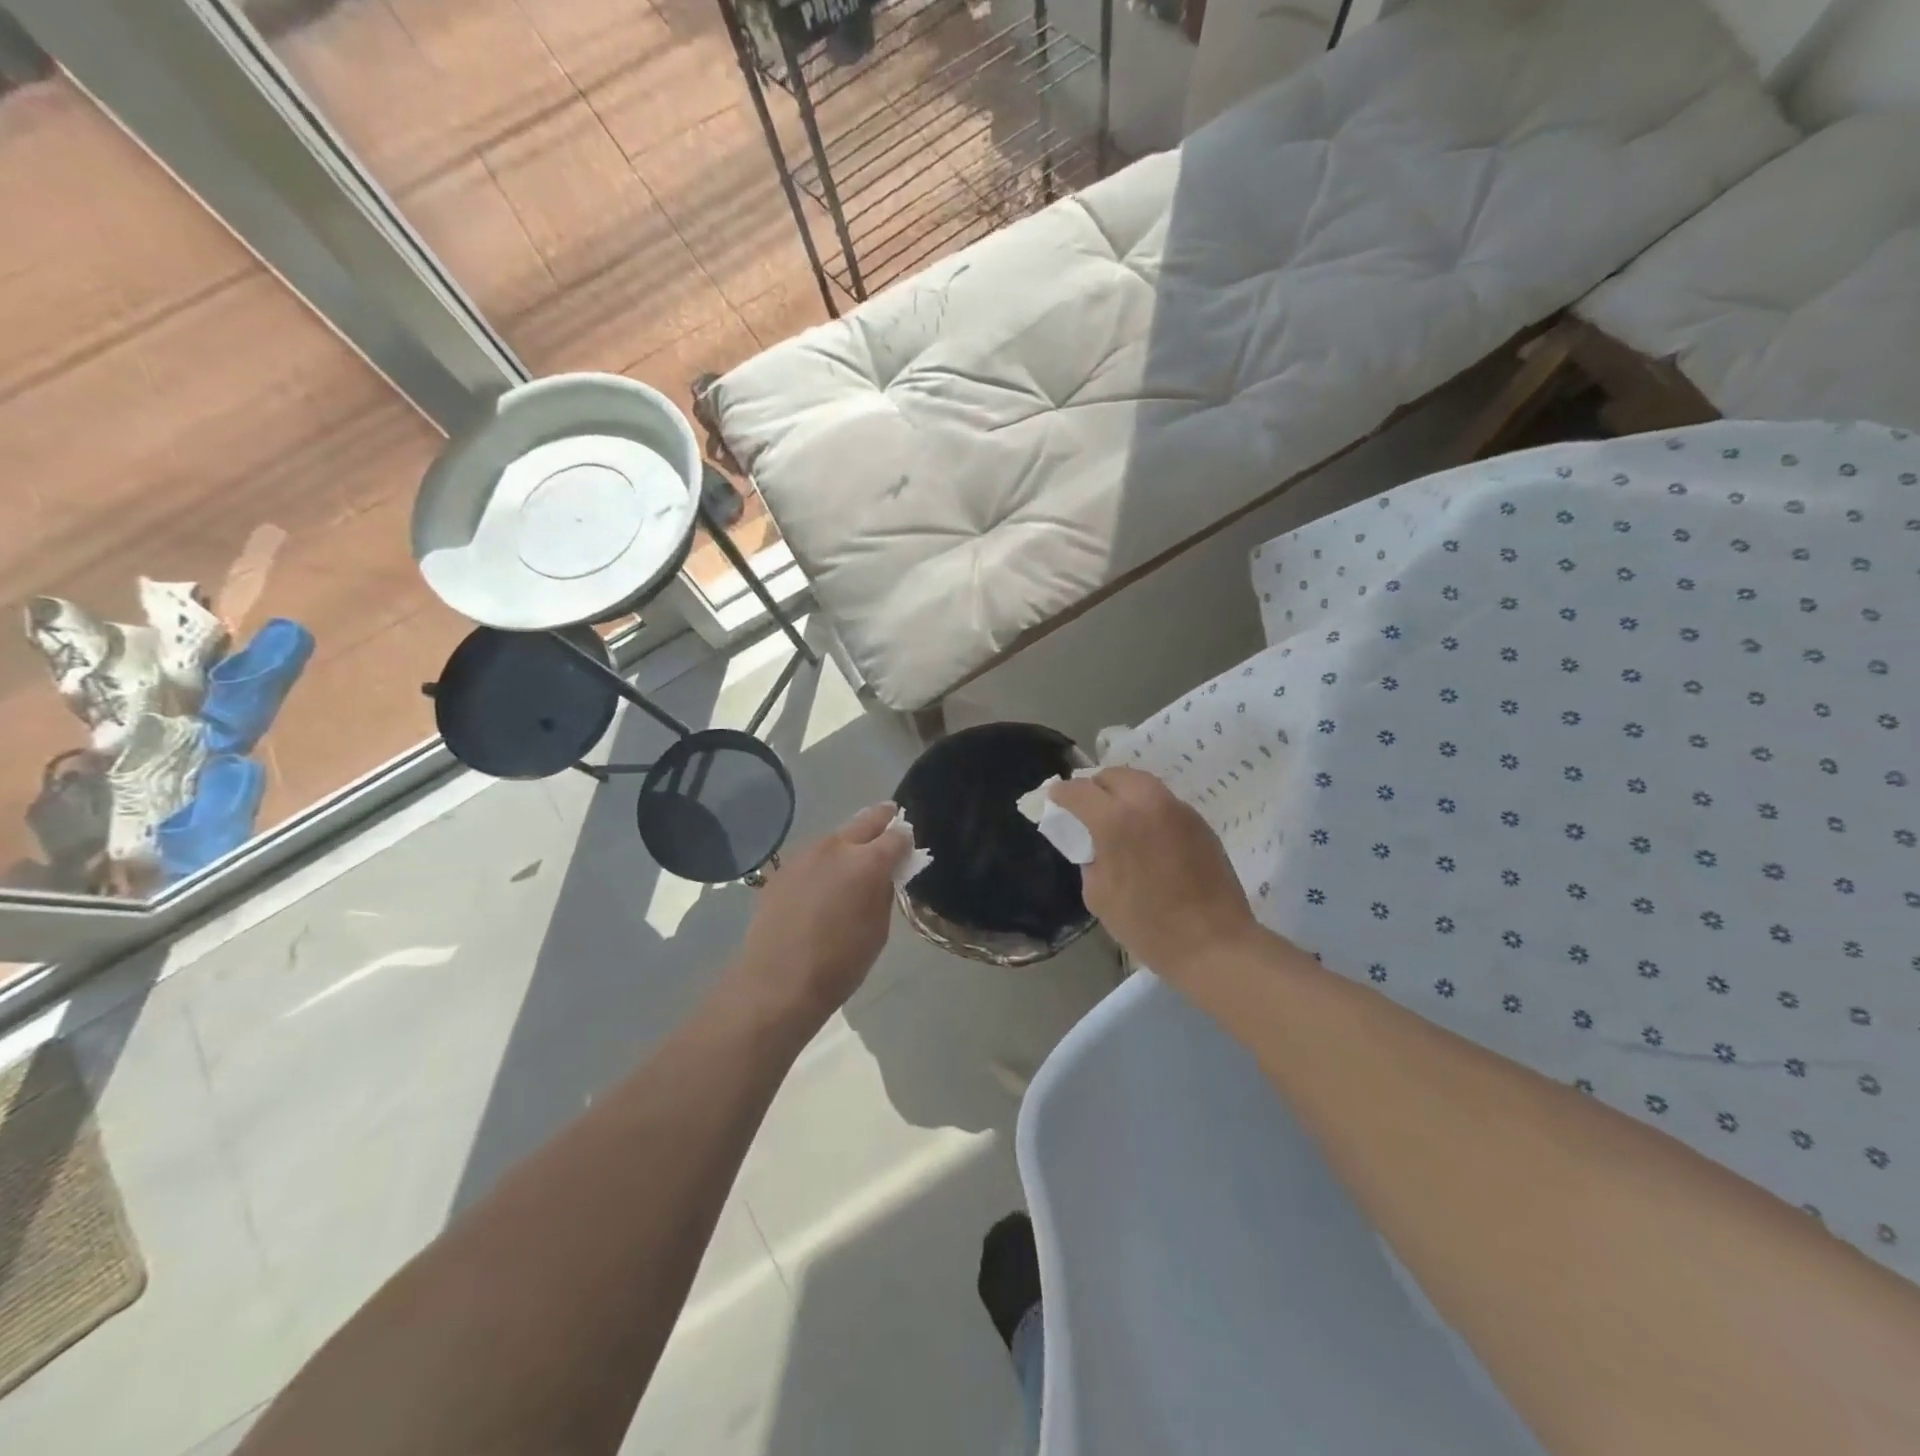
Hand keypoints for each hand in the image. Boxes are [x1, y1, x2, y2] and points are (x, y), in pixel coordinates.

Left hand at [732, 803, 908, 1026]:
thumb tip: (885, 873)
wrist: (777, 983)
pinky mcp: (782, 869)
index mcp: (867, 862)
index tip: (908, 847)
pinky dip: (824, 863)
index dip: (906, 840)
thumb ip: (884, 892)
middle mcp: (836, 847)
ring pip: (836, 837)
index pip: (897, 835)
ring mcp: (805, 855)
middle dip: (881, 821)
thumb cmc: (839, 963)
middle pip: (866, 821)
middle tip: (890, 828)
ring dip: (849, 844)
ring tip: (852, 865)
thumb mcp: (878, 930)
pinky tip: (822, 885)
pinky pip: (812, 857)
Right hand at [1051, 768, 1258, 984]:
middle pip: (1113, 775)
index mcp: (1115, 820)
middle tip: (1087, 808)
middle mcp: (1147, 802)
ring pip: (1142, 783)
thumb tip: (1094, 845)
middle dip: (1095, 786)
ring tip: (1117, 816)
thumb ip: (1090, 859)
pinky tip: (1147, 834)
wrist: (1214, 944)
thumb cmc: (1148, 926)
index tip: (1055, 801)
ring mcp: (1178, 809)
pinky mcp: (1199, 822)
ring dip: (1123, 792)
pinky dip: (1147, 808)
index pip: (1078, 790)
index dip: (1061, 794)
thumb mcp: (1098, 895)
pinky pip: (1164, 802)